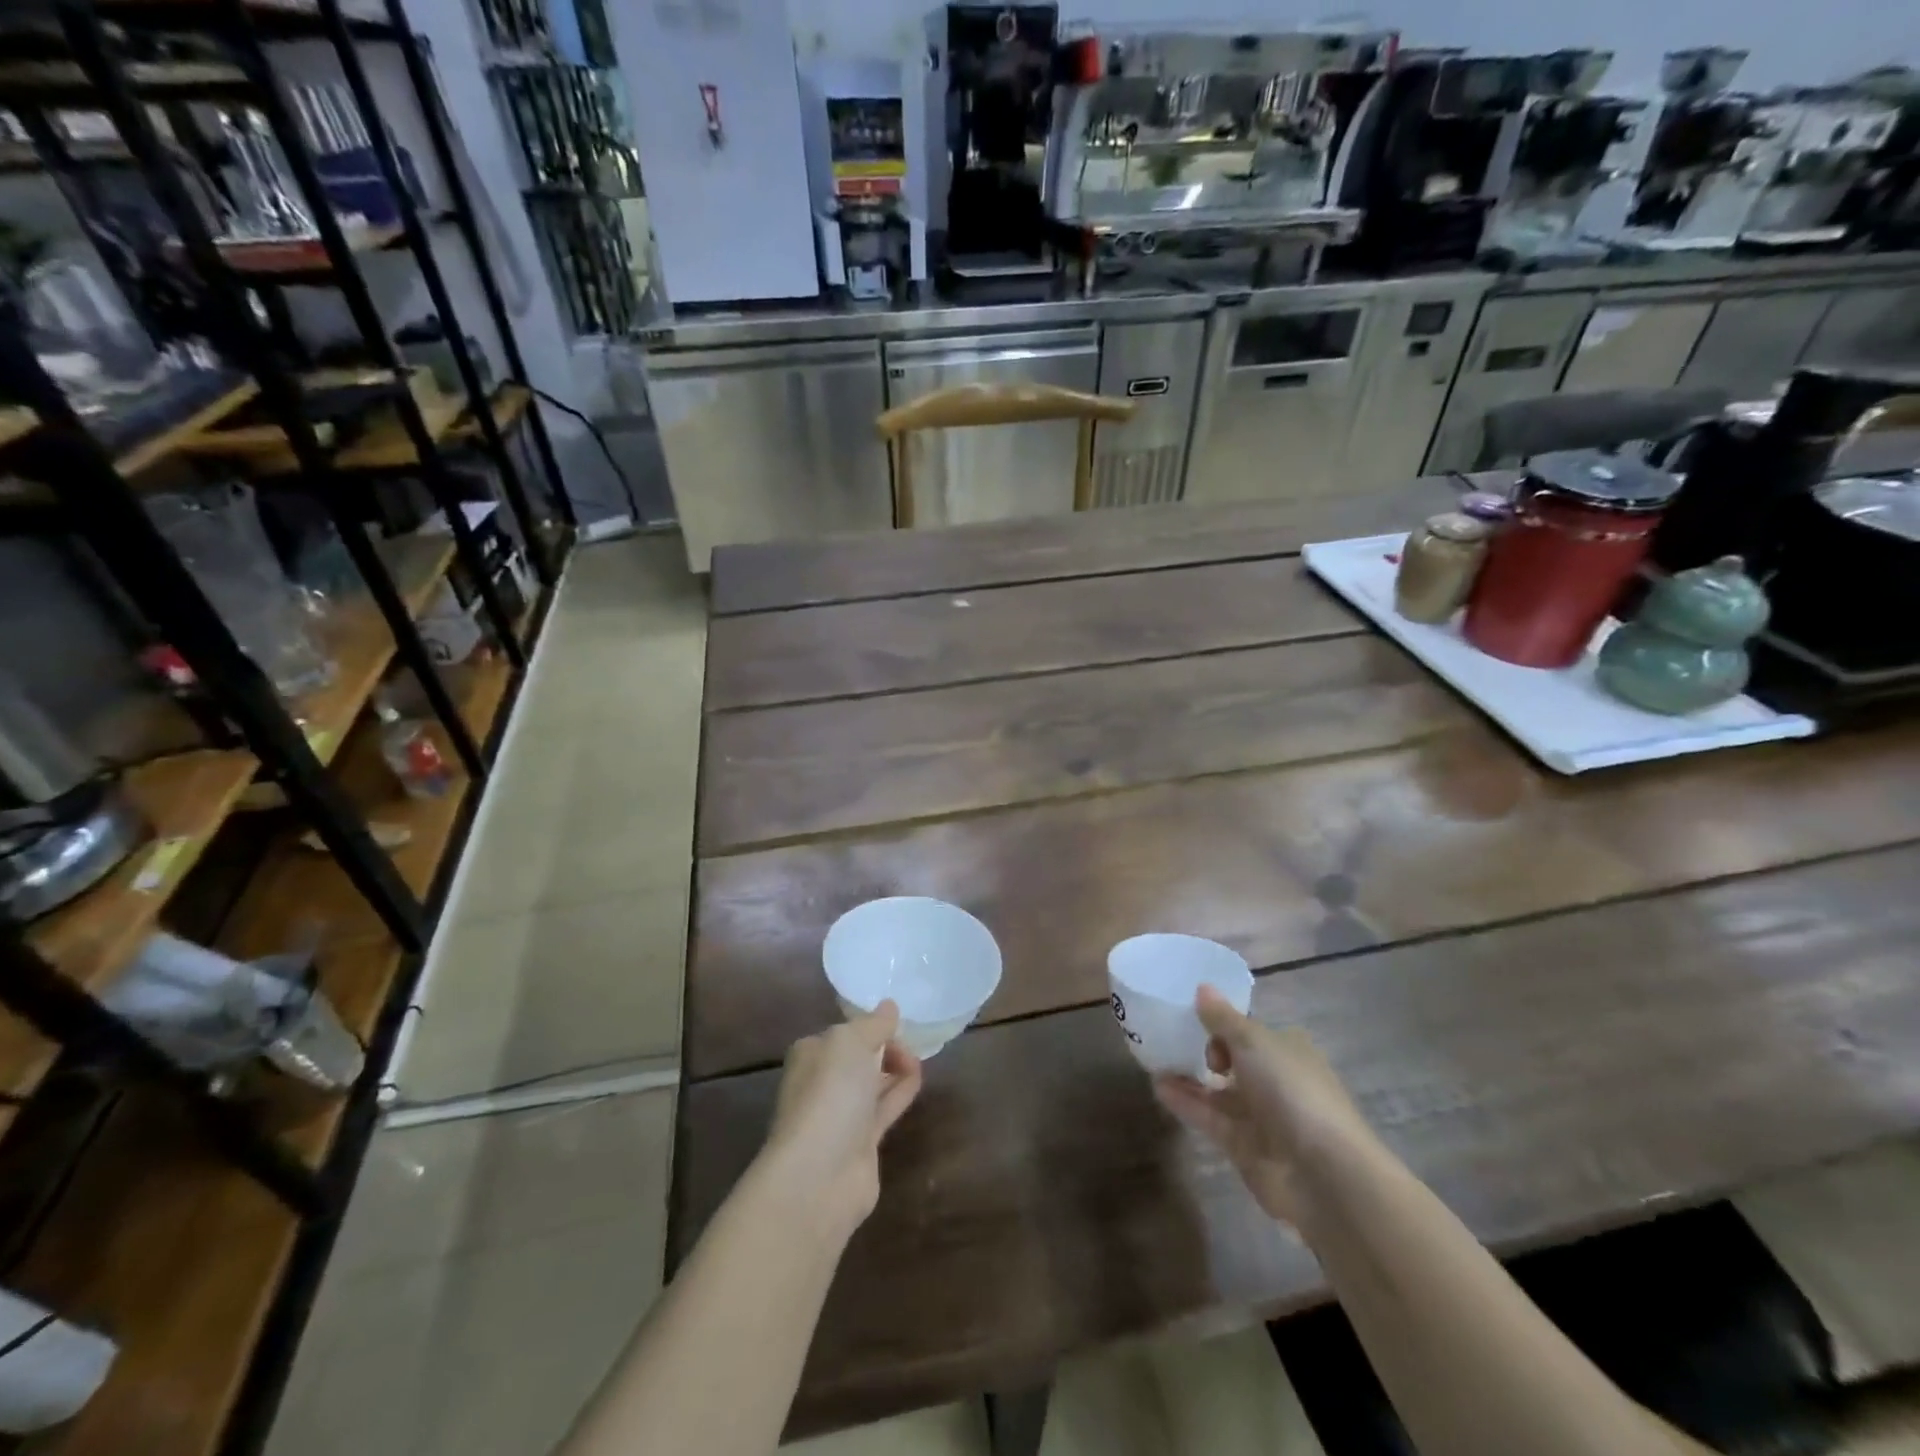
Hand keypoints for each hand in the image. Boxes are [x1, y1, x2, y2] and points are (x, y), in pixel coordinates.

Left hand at [759, 1002, 922, 1240]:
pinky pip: (884, 1107)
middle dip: (885, 1047)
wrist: (819, 1174)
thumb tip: (889, 1007)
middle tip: (912, 1043)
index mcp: (811, 1054)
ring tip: (920, 1058)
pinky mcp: (861, 1143)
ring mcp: (841, 1115)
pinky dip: (901, 1091)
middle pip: (859, 1057)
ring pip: (873, 1083)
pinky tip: (919, 1078)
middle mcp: (822, 1083)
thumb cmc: (829, 1095)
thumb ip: (873, 1024)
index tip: (898, 1022)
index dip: (871, 1025)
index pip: (844, 1032)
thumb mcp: (850, 1042)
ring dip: (896, 1068)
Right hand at [1154, 986, 1374, 1227]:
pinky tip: (1159, 1087)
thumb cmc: (1292, 1090)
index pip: (1251, 1031)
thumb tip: (1202, 987)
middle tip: (1167, 1039)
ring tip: (1153, 1062)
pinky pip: (1210, 1118)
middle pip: (1234, 1061)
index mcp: (1288, 1050)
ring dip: (1189, 1078)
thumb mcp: (1253, 1041)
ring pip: (1219, 1092)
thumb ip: (1222, 1018)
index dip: (1223, 1024)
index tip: (1192, 1018)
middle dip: (1204, 1051)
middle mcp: (1277, 1081)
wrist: (1322, 1173)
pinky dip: (1186, 1103)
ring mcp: (1261, 1117)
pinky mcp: (1244, 1147)